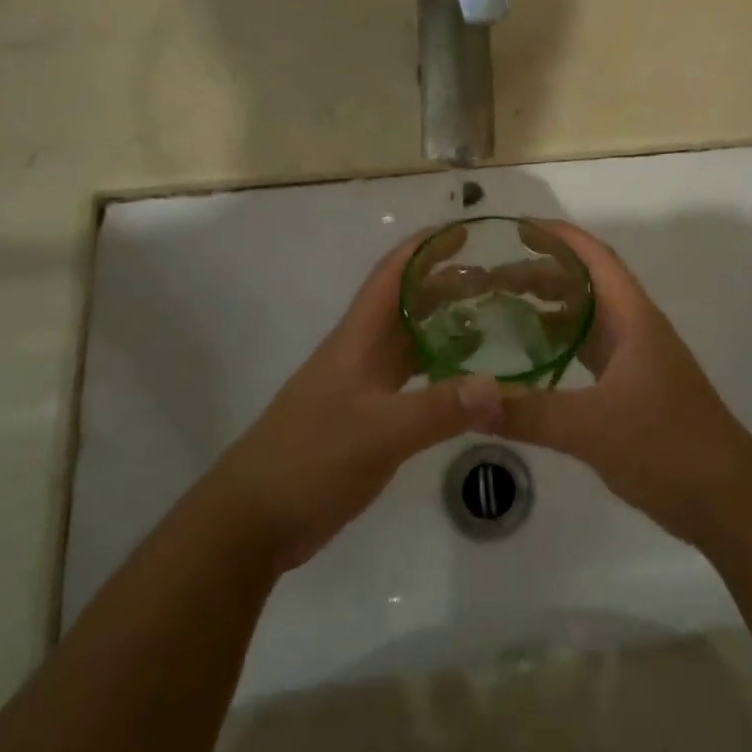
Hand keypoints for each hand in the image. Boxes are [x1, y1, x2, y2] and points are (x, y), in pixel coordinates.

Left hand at [202, 231, 501, 572]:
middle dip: (447, 284)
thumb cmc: (308, 461)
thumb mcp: (377, 434)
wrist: (252, 519)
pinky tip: (465, 381)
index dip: (426, 247)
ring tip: (492, 321)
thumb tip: (499, 387)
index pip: (393, 274)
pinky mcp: (364, 417)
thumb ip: (437, 410)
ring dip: (445, 325)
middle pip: (406, 303)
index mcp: (357, 339)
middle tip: (499, 281)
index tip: (467, 231)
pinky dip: (439, 370)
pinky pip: (410, 379)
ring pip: (409, 341)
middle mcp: (360, 353)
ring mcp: (360, 386)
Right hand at [495, 222, 751, 545]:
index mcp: (633, 318)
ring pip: (587, 319)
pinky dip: (559, 346)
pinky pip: (589, 352)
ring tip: (500, 310)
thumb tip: (468, 400)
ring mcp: (636, 359)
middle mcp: (635, 329)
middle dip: (541, 273)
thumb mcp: (591, 428)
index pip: (595, 257)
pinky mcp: (633, 389)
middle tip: (491, 278)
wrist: (727, 499)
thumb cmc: (667, 446)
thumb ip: (528, 412)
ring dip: (549, 309)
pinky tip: (531, 360)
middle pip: (585, 284)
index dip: (558, 236)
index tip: (516, 228)